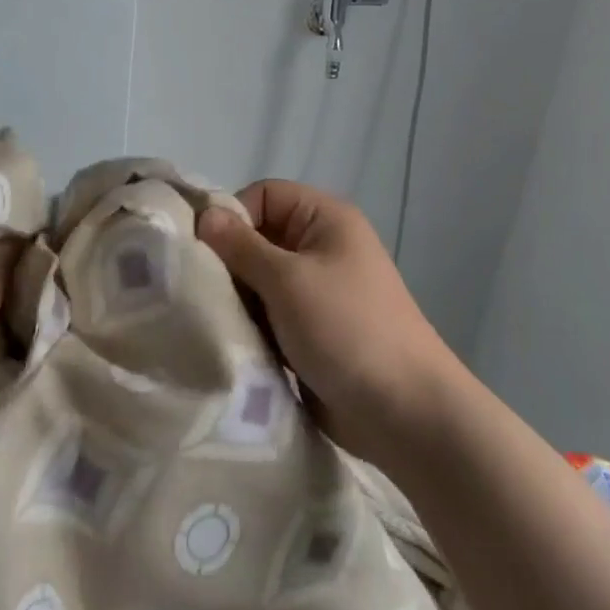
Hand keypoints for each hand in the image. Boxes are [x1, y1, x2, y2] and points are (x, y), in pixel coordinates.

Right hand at [197, 179, 463, 464]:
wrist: (405, 413)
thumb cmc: (347, 329)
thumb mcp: (288, 281)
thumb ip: (241, 247)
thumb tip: (204, 214)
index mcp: (325, 219)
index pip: (264, 195)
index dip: (233, 217)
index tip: (205, 252)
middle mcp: (321, 246)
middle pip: (258, 238)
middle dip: (230, 263)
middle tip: (203, 292)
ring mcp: (317, 291)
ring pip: (259, 280)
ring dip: (239, 300)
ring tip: (216, 322)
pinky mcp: (311, 330)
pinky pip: (269, 314)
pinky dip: (252, 326)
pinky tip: (234, 344)